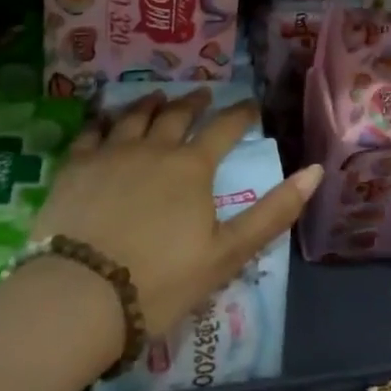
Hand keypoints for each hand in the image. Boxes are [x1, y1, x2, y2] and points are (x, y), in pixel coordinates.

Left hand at [32, 90, 322, 340]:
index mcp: (192, 166)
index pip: (225, 128)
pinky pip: (91, 133)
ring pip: (134, 116)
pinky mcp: (75, 167)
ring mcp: (110, 153)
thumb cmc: (161, 280)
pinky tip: (104, 122)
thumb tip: (315, 171)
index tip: (251, 106)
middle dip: (195, 103)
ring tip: (159, 98)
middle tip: (203, 95)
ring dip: (151, 104)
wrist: (80, 295)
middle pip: (177, 114)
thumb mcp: (228, 253)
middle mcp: (153, 147)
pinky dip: (103, 122)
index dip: (242, 114)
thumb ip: (274, 212)